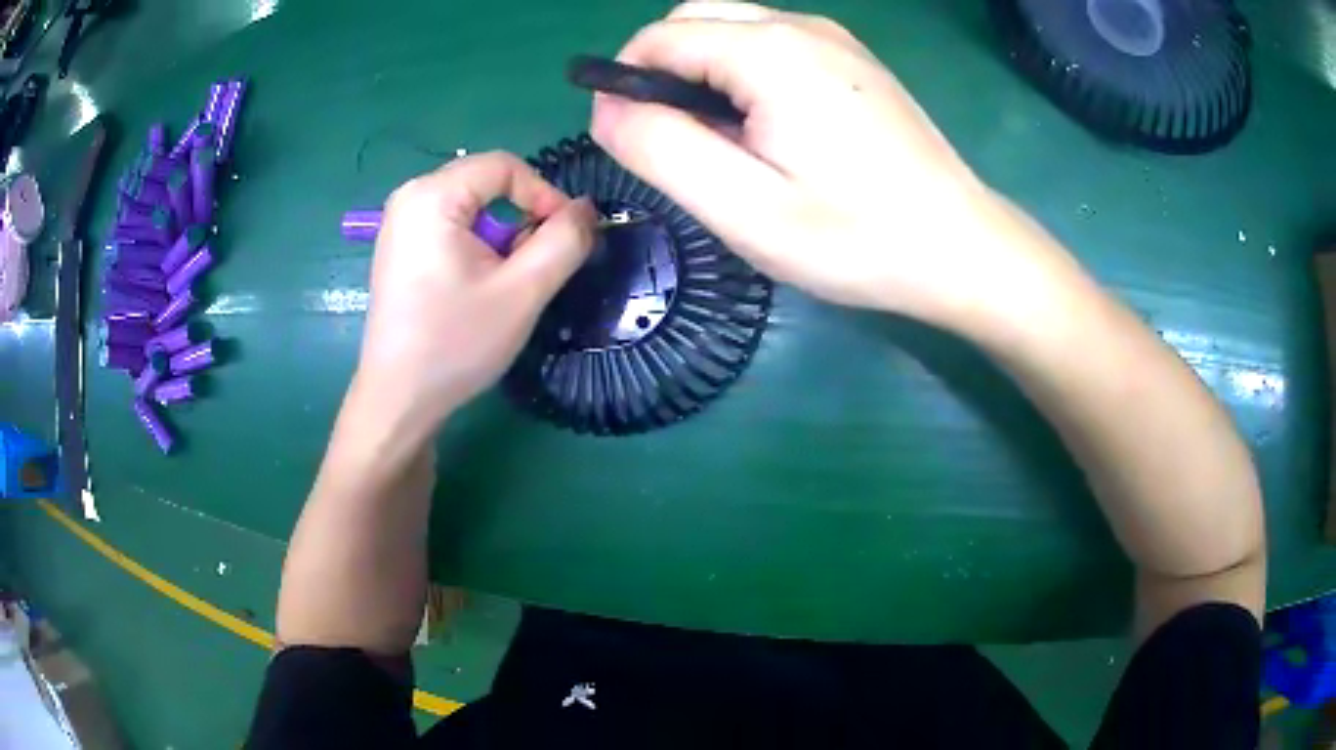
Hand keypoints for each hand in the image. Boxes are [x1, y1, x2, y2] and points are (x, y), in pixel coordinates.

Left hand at [355, 152, 596, 433]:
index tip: (566, 237)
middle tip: (540, 261)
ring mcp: (399, 223)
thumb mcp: (523, 292)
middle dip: (522, 214)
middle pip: (485, 181)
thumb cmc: (455, 344)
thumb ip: (564, 241)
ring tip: (510, 277)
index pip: (505, 166)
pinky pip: (450, 225)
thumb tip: (586, 209)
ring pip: (470, 205)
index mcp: (432, 196)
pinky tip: (479, 284)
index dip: (545, 194)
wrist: (398, 399)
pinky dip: (477, 243)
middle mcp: (409, 198)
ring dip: (501, 232)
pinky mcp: (399, 248)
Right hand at [591, 2, 1050, 327]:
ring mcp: (834, 38)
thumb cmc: (855, 237)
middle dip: (664, 70)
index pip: (658, 37)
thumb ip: (661, 147)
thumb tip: (606, 106)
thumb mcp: (743, 207)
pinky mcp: (853, 60)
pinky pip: (772, 43)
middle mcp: (800, 26)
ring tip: (730, 142)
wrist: (961, 246)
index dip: (626, 82)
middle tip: (684, 143)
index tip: (637, 140)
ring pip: (733, 28)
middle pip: (694, 18)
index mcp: (768, 51)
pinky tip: (773, 128)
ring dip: (705, 71)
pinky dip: (745, 72)